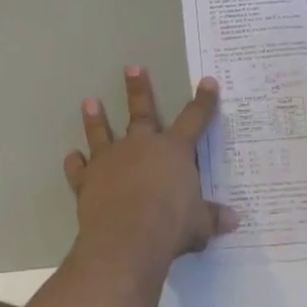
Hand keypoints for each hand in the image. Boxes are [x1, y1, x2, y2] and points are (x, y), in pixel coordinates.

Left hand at [63, 67, 238, 276]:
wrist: (126, 239)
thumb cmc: (170, 226)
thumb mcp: (199, 225)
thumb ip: (212, 217)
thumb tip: (234, 219)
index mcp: (174, 151)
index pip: (194, 119)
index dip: (203, 101)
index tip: (208, 82)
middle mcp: (141, 146)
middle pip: (142, 112)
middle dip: (138, 89)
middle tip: (131, 67)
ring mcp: (111, 159)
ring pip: (102, 133)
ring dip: (95, 119)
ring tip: (89, 102)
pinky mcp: (88, 179)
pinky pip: (79, 169)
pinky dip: (75, 164)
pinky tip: (72, 158)